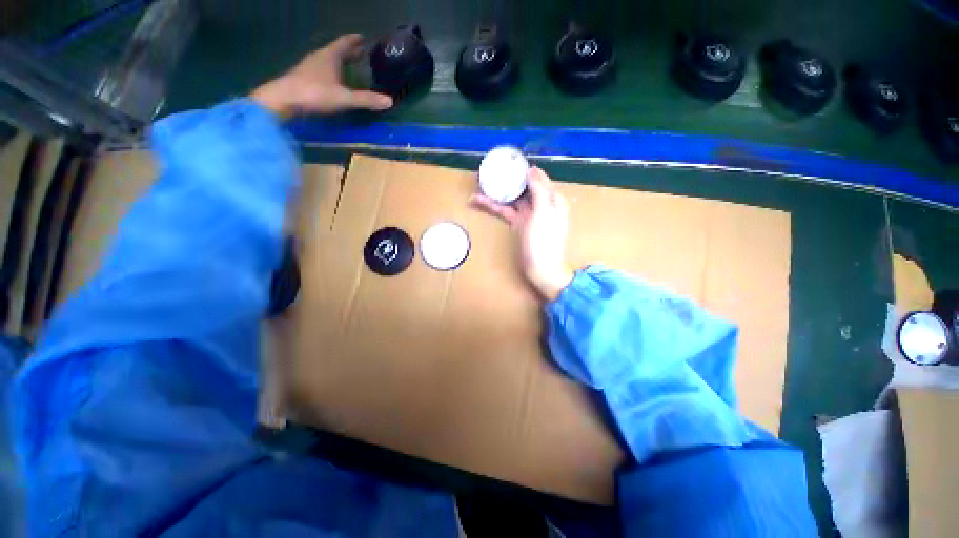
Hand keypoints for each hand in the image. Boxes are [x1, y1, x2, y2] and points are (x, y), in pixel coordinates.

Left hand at [251, 34, 392, 117]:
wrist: (284, 99)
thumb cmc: (315, 93)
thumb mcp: (345, 98)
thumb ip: (366, 99)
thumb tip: (390, 101)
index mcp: (330, 56)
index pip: (345, 43)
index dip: (355, 40)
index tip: (364, 38)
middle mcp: (320, 57)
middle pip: (337, 50)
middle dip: (350, 51)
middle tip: (361, 54)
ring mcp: (310, 66)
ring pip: (328, 60)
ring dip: (340, 61)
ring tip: (350, 66)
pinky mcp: (304, 76)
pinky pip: (322, 69)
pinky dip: (331, 71)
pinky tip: (334, 80)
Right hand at [472, 167, 573, 301]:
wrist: (541, 268)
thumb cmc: (545, 240)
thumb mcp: (544, 213)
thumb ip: (539, 190)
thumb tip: (531, 170)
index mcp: (552, 199)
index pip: (538, 178)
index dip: (524, 169)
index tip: (508, 160)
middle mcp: (541, 204)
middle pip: (523, 186)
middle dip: (508, 178)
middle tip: (490, 169)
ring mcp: (528, 214)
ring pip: (512, 198)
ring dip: (497, 190)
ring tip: (480, 181)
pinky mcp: (517, 223)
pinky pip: (505, 211)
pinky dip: (493, 206)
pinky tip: (478, 201)